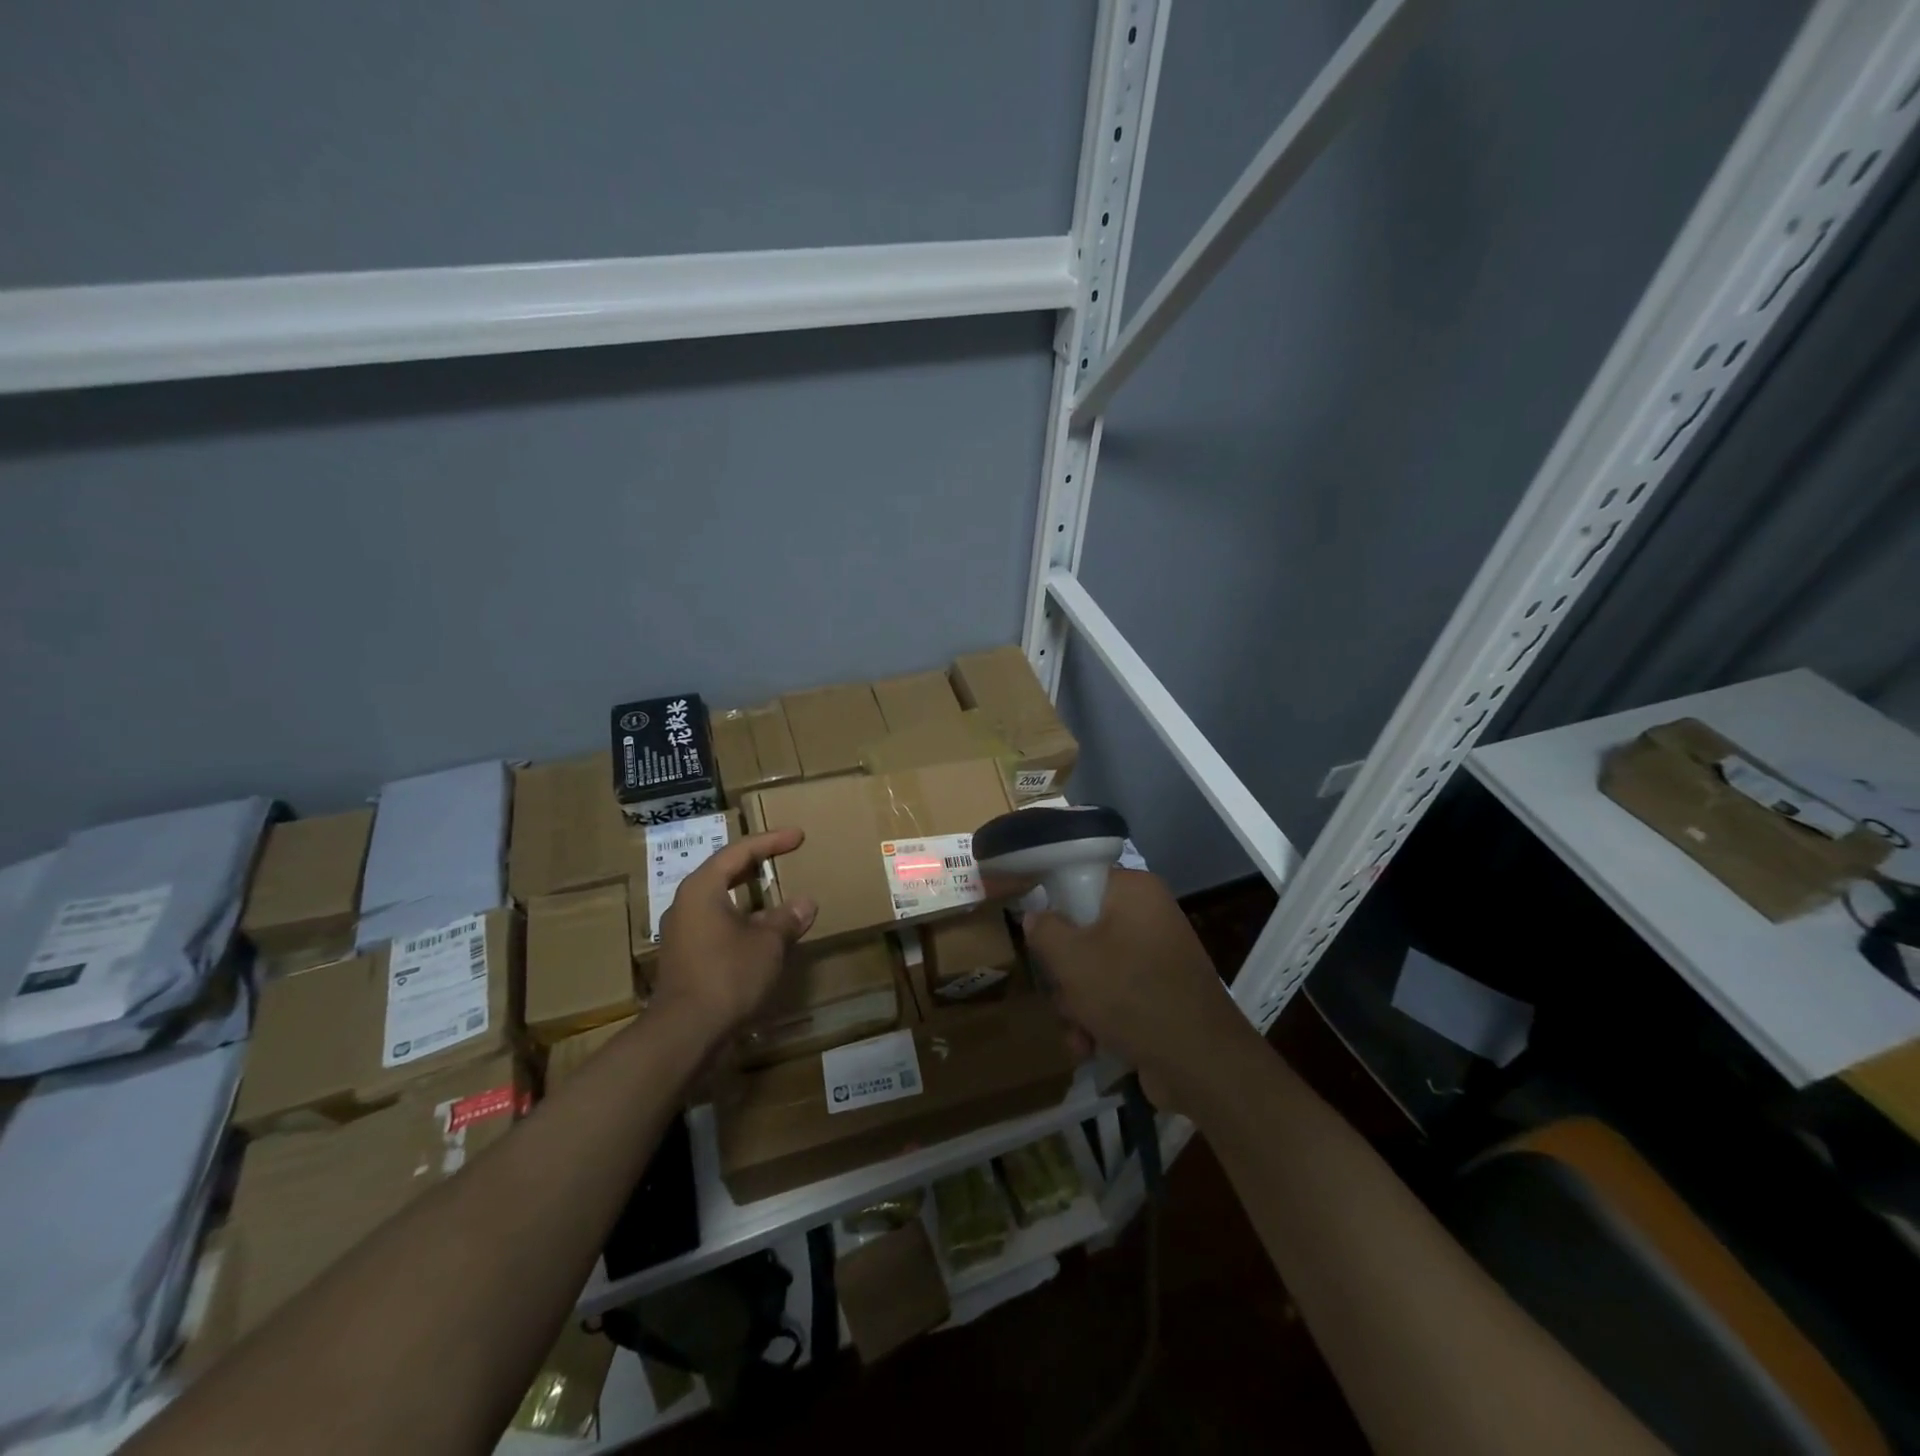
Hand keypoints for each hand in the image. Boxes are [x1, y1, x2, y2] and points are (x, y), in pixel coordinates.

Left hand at [652, 829, 816, 1046]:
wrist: (685, 1033)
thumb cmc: (728, 974)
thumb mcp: (767, 943)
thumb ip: (787, 919)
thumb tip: (805, 903)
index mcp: (702, 888)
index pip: (739, 852)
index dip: (771, 841)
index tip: (797, 836)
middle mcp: (685, 904)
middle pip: (724, 873)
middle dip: (755, 865)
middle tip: (783, 856)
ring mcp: (681, 933)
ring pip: (719, 902)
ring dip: (749, 898)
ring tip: (776, 896)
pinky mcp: (684, 958)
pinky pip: (716, 926)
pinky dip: (741, 922)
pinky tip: (761, 934)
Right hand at [1021, 869, 1255, 1111]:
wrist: (1200, 1064)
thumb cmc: (1130, 994)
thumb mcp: (1071, 959)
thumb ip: (1045, 930)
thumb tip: (1036, 916)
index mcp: (1135, 892)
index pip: (1082, 880)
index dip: (1055, 906)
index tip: (1039, 935)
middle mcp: (1149, 917)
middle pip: (1084, 930)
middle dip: (1065, 972)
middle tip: (1061, 991)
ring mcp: (1157, 958)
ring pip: (1095, 969)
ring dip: (1077, 1004)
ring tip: (1078, 1032)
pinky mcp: (1160, 994)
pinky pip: (1116, 995)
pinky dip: (1099, 1020)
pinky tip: (1090, 1047)